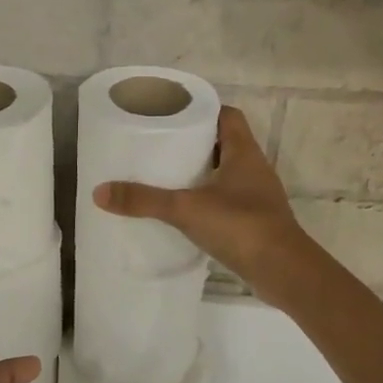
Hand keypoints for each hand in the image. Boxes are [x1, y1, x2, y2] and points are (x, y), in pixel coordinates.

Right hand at [93, 107, 313, 305]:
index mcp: (244, 153)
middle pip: (225, 144)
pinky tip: (186, 213)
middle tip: (162, 146)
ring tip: (168, 177)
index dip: (204, 111)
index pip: (227, 116)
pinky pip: (228, 202)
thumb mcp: (185, 209)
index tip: (174, 115)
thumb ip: (144, 200)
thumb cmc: (240, 226)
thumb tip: (99, 192)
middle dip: (196, 143)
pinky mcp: (255, 223)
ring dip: (202, 174)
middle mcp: (254, 169)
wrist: (283, 271)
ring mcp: (257, 197)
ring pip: (227, 174)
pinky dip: (208, 201)